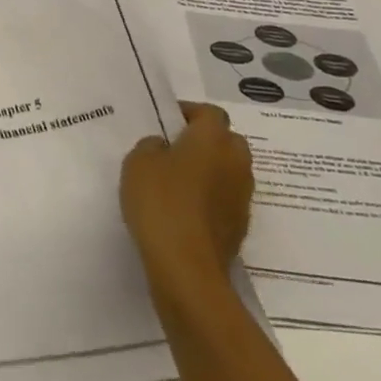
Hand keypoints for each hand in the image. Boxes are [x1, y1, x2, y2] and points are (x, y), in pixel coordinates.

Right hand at [120, 101, 254, 292]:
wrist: (187, 267)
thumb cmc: (161, 202)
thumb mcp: (138, 162)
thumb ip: (151, 146)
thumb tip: (164, 147)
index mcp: (213, 138)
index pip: (209, 113)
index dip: (188, 114)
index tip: (166, 123)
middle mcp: (236, 162)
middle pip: (226, 140)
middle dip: (205, 141)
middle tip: (174, 150)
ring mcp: (242, 196)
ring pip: (228, 171)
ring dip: (210, 171)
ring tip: (177, 182)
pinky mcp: (240, 226)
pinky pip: (225, 200)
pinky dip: (211, 199)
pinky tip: (185, 211)